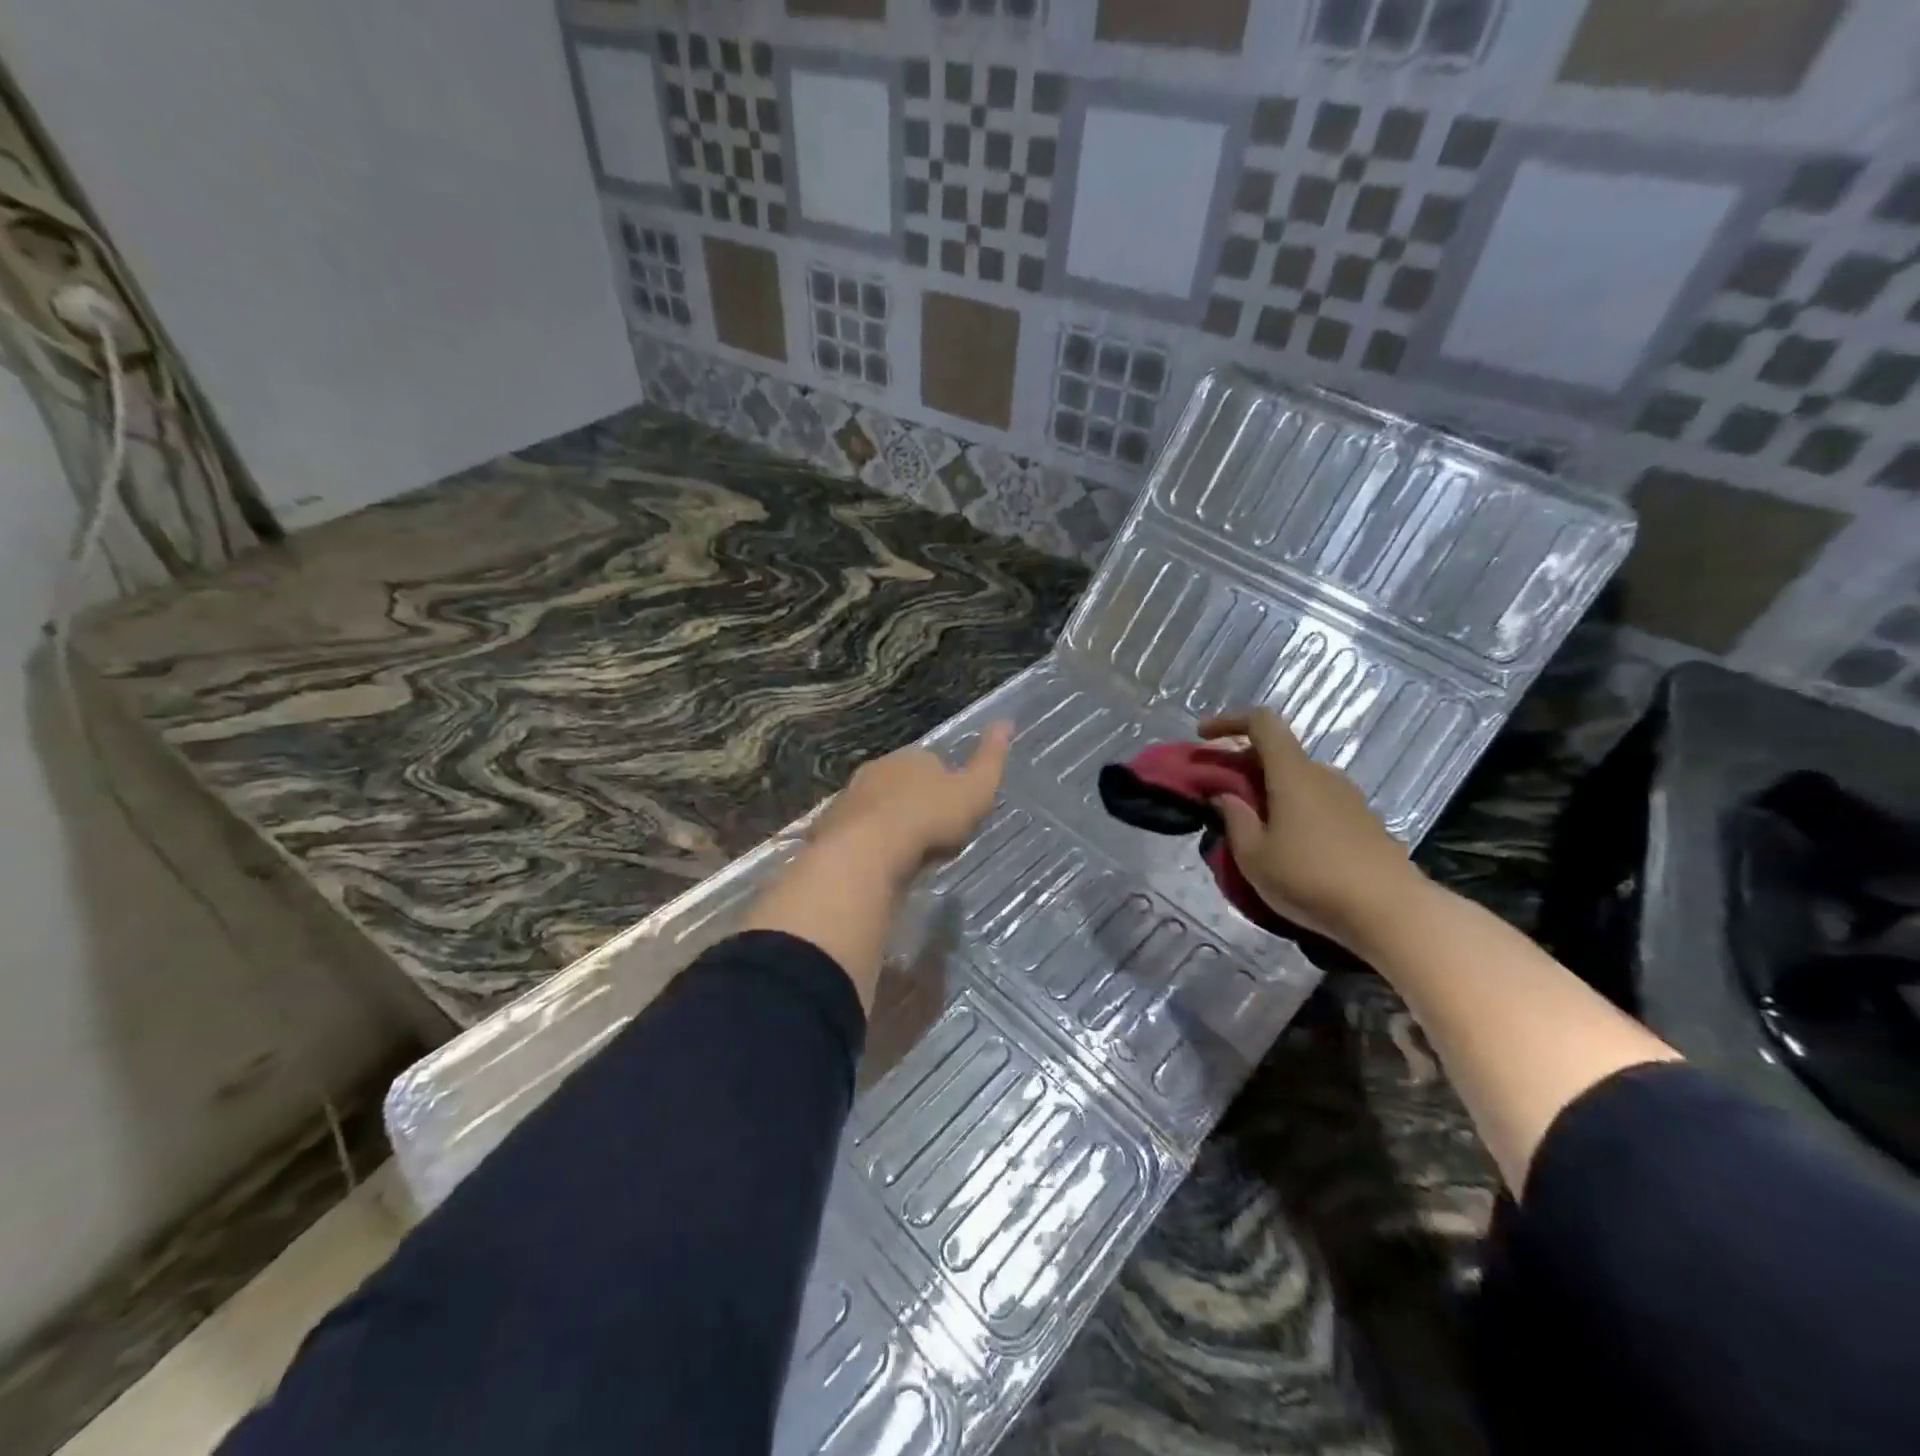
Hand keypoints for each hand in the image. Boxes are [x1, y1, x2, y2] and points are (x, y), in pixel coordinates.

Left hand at [811, 721, 1012, 877]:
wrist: (869, 850)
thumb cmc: (930, 817)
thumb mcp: (975, 790)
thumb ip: (990, 759)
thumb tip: (1006, 722)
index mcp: (912, 757)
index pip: (932, 762)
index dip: (945, 786)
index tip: (954, 812)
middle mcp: (877, 770)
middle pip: (900, 783)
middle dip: (913, 802)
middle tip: (931, 835)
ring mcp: (850, 797)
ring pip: (875, 807)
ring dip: (888, 823)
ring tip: (905, 854)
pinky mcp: (830, 827)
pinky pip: (854, 833)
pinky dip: (866, 844)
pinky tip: (877, 864)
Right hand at [1199, 707, 1421, 950]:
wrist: (1391, 913)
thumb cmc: (1311, 879)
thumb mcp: (1254, 857)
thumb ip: (1235, 820)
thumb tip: (1226, 796)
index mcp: (1293, 774)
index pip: (1262, 723)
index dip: (1228, 721)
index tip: (1203, 736)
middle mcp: (1323, 775)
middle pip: (1279, 753)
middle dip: (1244, 765)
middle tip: (1220, 794)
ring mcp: (1349, 798)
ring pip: (1299, 780)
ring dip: (1271, 791)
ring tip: (1253, 827)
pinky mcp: (1364, 823)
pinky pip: (1319, 802)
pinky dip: (1294, 809)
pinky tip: (1288, 846)